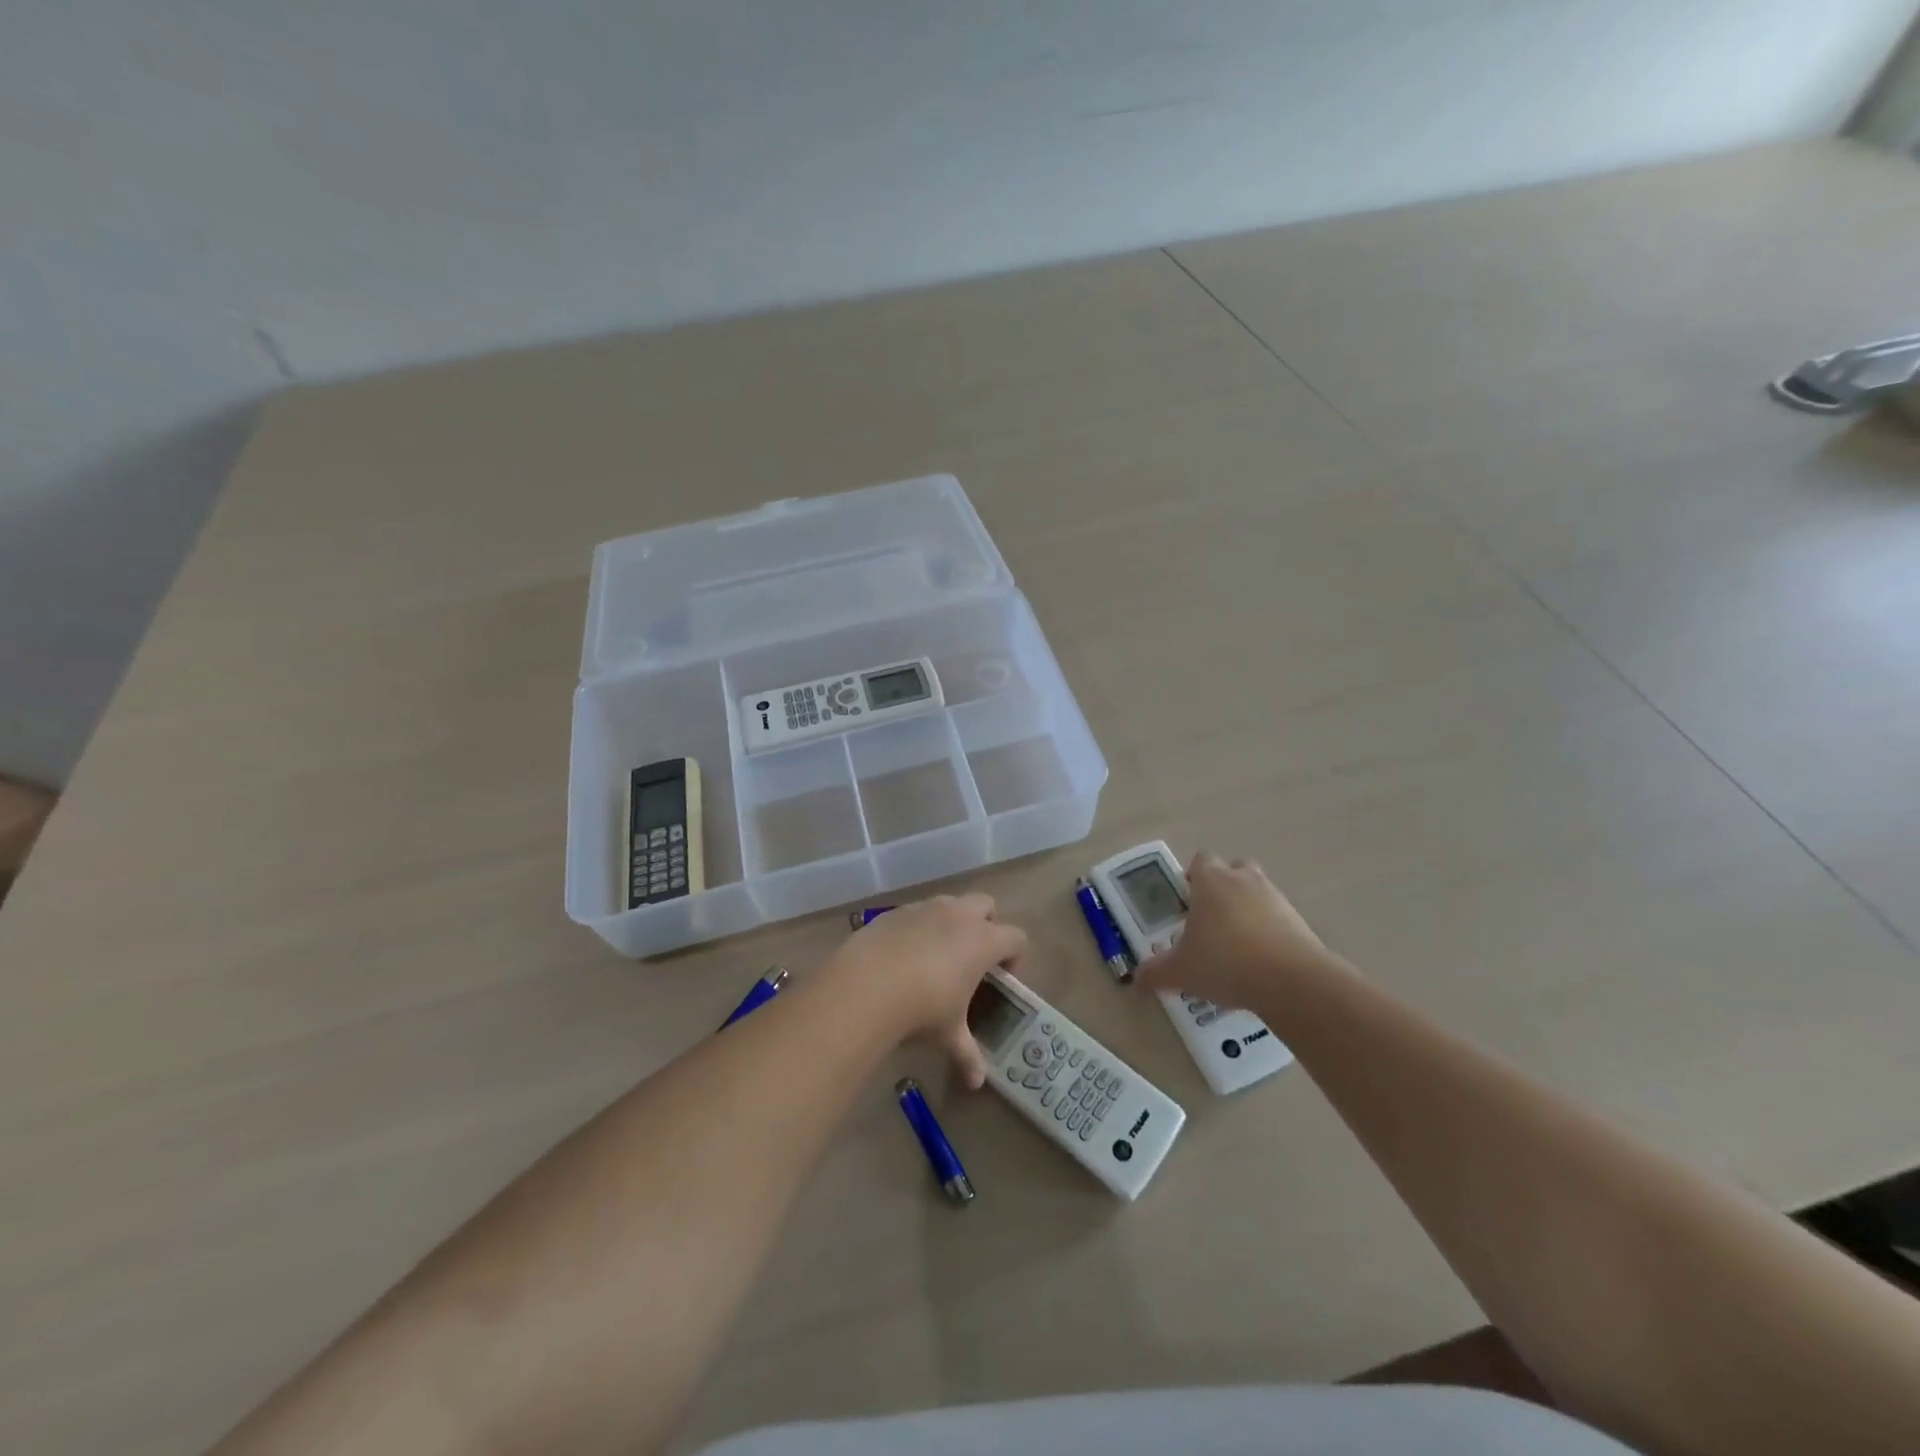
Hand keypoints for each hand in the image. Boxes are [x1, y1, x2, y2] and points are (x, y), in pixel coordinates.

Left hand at [825, 895, 1025, 1087]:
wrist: (866, 985)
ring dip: (952, 922)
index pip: (1016, 937)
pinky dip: (919, 927)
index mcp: (983, 941)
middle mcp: (959, 915)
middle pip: (986, 905)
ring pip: (950, 903)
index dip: (1015, 956)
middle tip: (973, 958)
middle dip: (986, 925)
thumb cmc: (922, 1008)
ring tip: (937, 956)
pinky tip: (904, 956)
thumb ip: (967, 1054)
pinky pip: (917, 912)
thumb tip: (978, 1082)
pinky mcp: (896, 911)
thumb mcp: (949, 1034)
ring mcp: (926, 908)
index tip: (1002, 978)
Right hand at [1136, 853, 1335, 1013]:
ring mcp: (1276, 898)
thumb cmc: (1225, 962)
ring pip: (1258, 892)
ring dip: (1249, 909)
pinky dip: (1270, 932)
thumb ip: (1157, 972)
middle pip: (1234, 869)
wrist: (1291, 981)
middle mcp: (1244, 880)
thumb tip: (1138, 977)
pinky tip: (1261, 962)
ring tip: (1237, 944)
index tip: (1187, 899)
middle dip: (1224, 887)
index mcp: (1211, 881)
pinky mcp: (1300, 922)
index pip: (1200, 861)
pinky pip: (1279, 918)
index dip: (1193, 877)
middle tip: (1212, 917)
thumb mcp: (1181, 971)